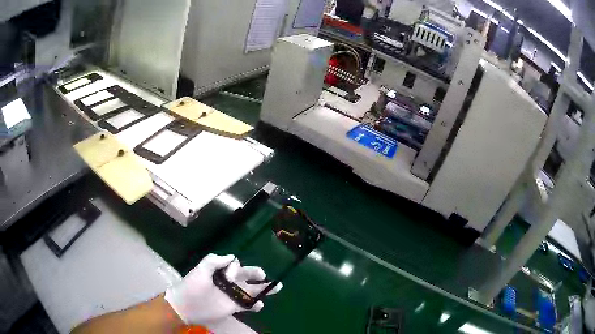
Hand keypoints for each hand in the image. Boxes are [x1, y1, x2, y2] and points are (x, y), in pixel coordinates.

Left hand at [164, 254, 282, 324]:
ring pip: (250, 291)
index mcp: (220, 272)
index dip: (238, 269)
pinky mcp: (232, 307)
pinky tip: (260, 304)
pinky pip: (246, 304)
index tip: (233, 274)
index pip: (236, 267)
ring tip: (276, 287)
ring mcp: (231, 295)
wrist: (185, 307)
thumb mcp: (200, 270)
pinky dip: (255, 304)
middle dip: (257, 275)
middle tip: (264, 275)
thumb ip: (214, 260)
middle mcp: (228, 283)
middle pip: (247, 277)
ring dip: (263, 289)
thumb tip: (233, 257)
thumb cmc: (191, 287)